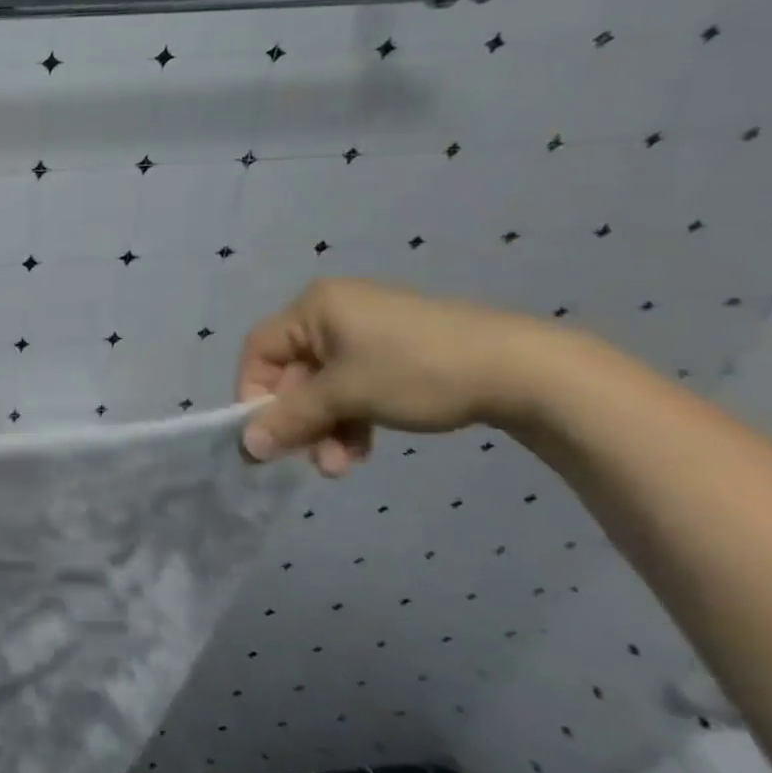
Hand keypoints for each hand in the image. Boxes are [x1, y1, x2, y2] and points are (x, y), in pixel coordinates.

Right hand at [236, 279, 547, 476]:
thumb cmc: (417, 371)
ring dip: (327, 427)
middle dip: (302, 420)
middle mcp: (336, 312)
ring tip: (342, 466)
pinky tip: (364, 449)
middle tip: (308, 459)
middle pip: (295, 372)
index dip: (253, 393)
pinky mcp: (398, 353)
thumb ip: (290, 419)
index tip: (263, 434)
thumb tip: (246, 446)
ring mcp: (369, 332)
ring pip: (326, 386)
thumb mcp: (345, 396)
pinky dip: (353, 417)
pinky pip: (356, 386)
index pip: (260, 350)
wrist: (526, 371)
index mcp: (315, 306)